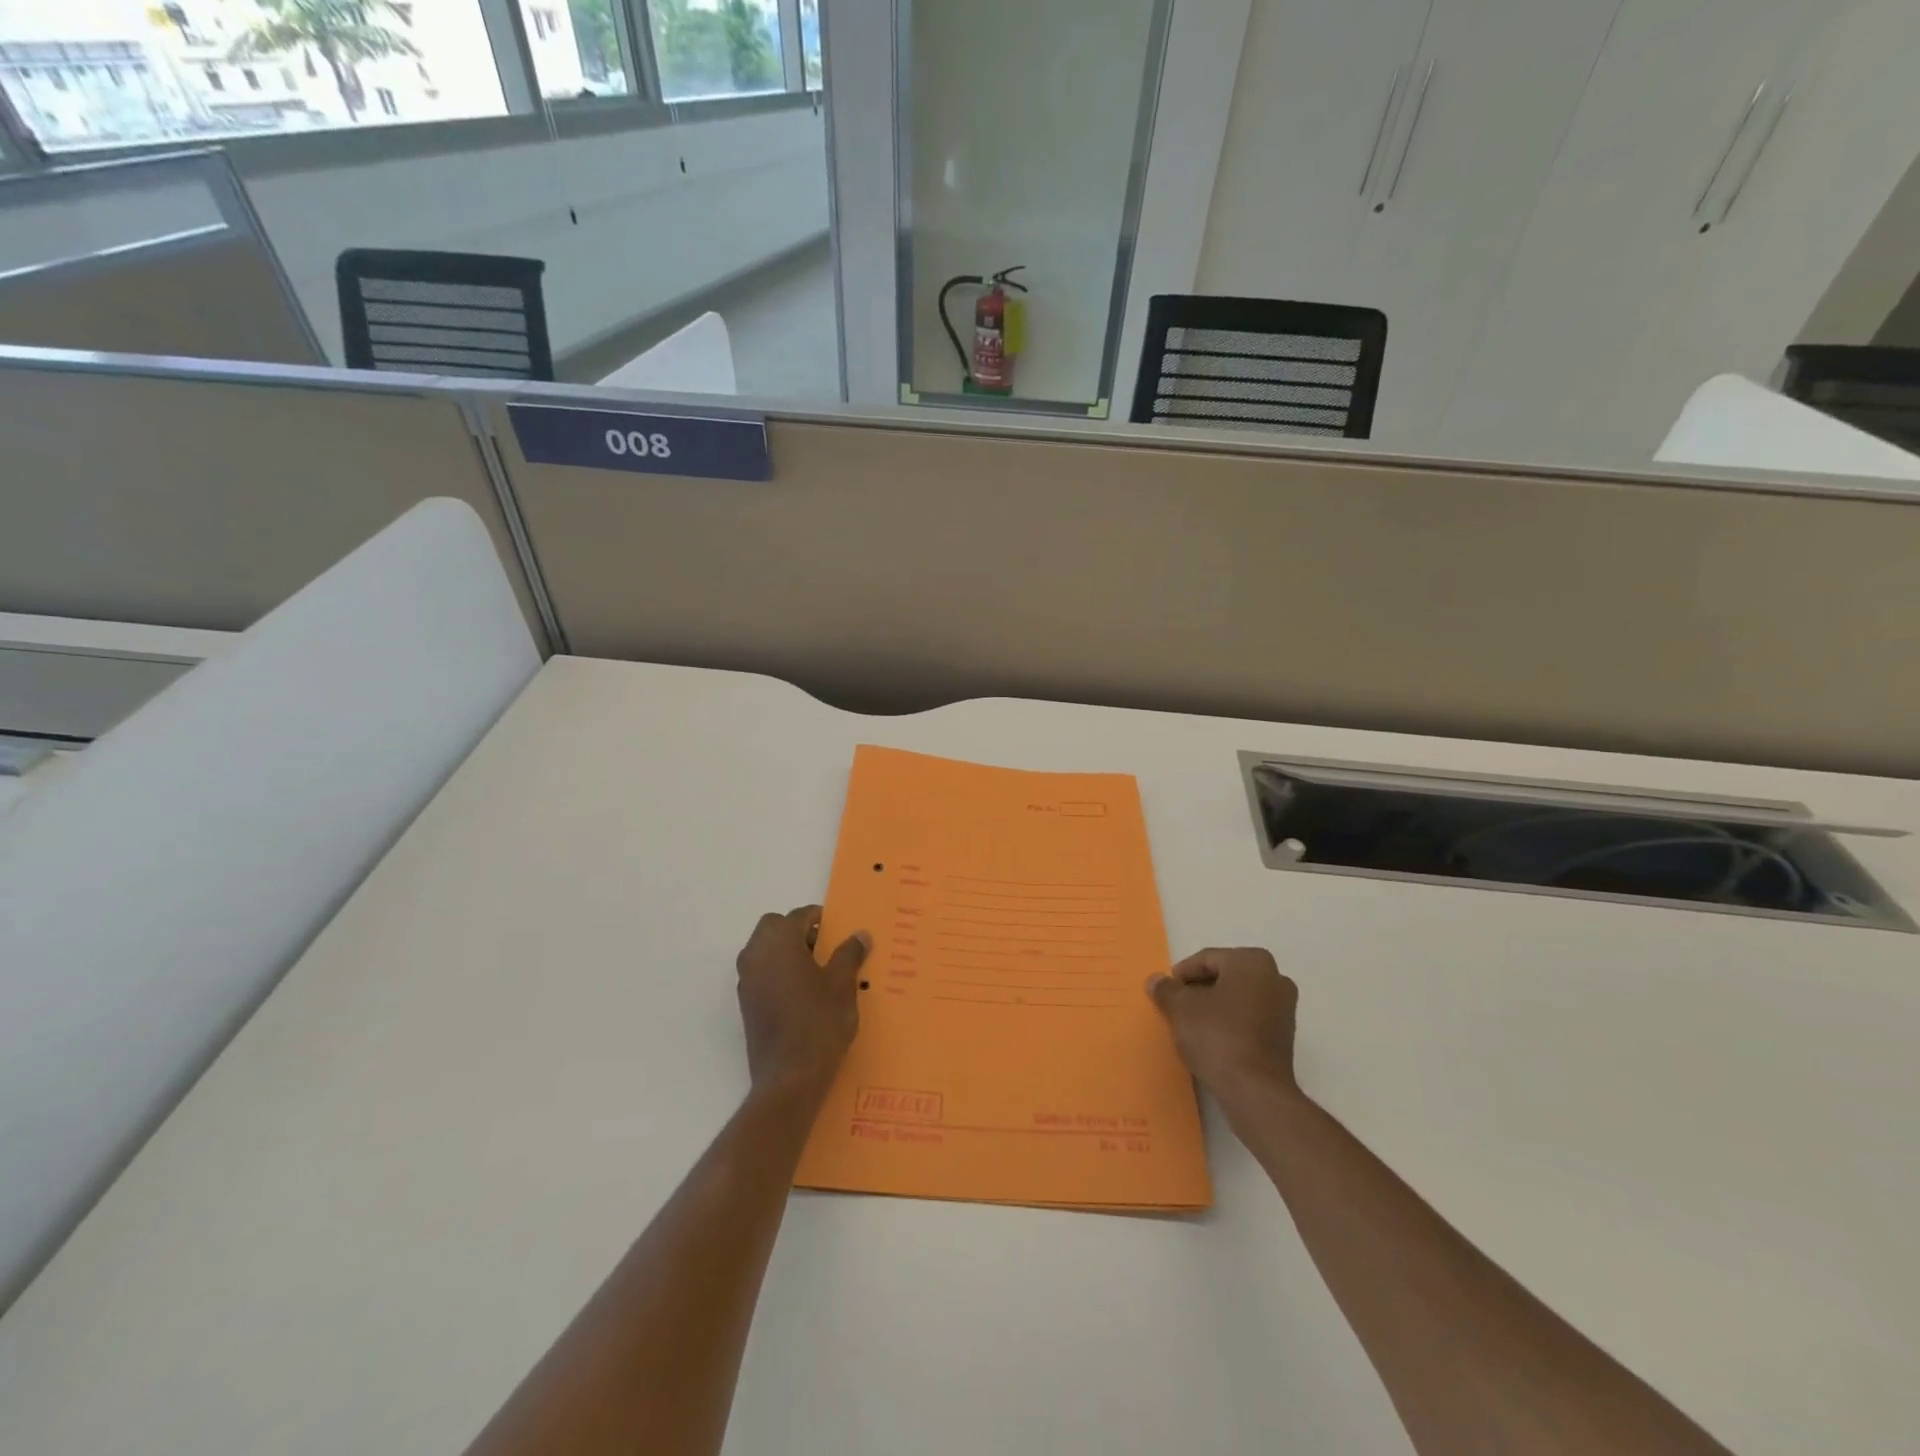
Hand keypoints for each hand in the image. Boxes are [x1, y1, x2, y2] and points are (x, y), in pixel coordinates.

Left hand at [736, 906, 868, 1101]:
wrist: (789, 1079)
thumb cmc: (819, 1023)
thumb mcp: (842, 985)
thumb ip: (849, 954)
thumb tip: (860, 934)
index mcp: (779, 944)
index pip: (798, 916)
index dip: (820, 918)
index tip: (839, 929)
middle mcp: (756, 956)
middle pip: (773, 927)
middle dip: (797, 930)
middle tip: (825, 947)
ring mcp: (747, 981)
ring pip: (764, 950)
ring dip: (786, 951)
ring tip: (817, 970)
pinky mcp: (747, 1004)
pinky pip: (762, 973)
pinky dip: (778, 972)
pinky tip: (803, 992)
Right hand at [1147, 947, 1298, 1104]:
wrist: (1255, 1091)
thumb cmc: (1217, 1036)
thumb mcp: (1181, 1008)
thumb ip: (1167, 989)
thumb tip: (1156, 980)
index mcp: (1252, 961)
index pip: (1207, 959)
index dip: (1182, 975)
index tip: (1166, 992)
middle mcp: (1275, 977)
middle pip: (1224, 976)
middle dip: (1199, 989)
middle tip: (1176, 1006)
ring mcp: (1284, 1007)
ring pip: (1238, 998)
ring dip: (1214, 1006)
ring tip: (1191, 1024)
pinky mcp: (1285, 1035)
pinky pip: (1249, 1018)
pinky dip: (1230, 1022)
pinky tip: (1211, 1039)